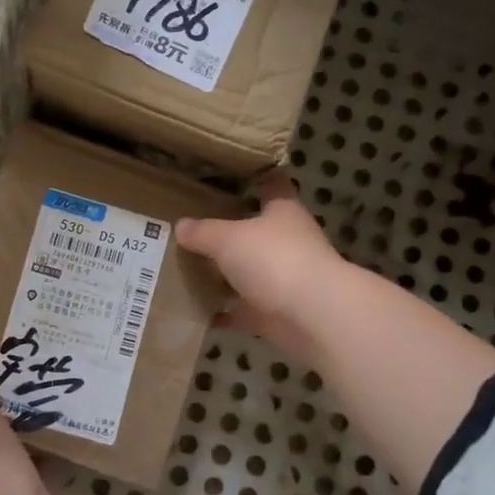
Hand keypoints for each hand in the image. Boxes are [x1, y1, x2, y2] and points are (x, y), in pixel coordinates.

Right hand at [175, 176, 344, 362]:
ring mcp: (284, 279)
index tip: (224, 178)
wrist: (313, 316)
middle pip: (255, 232)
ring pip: (248, 272)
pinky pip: (243, 310)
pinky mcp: (277, 313)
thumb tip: (181, 226)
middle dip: (227, 233)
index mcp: (282, 211)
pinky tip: (196, 311)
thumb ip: (203, 232)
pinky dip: (224, 312)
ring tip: (184, 270)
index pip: (270, 185)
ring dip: (224, 275)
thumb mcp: (228, 238)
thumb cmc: (274, 260)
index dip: (251, 179)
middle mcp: (287, 241)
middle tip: (189, 229)